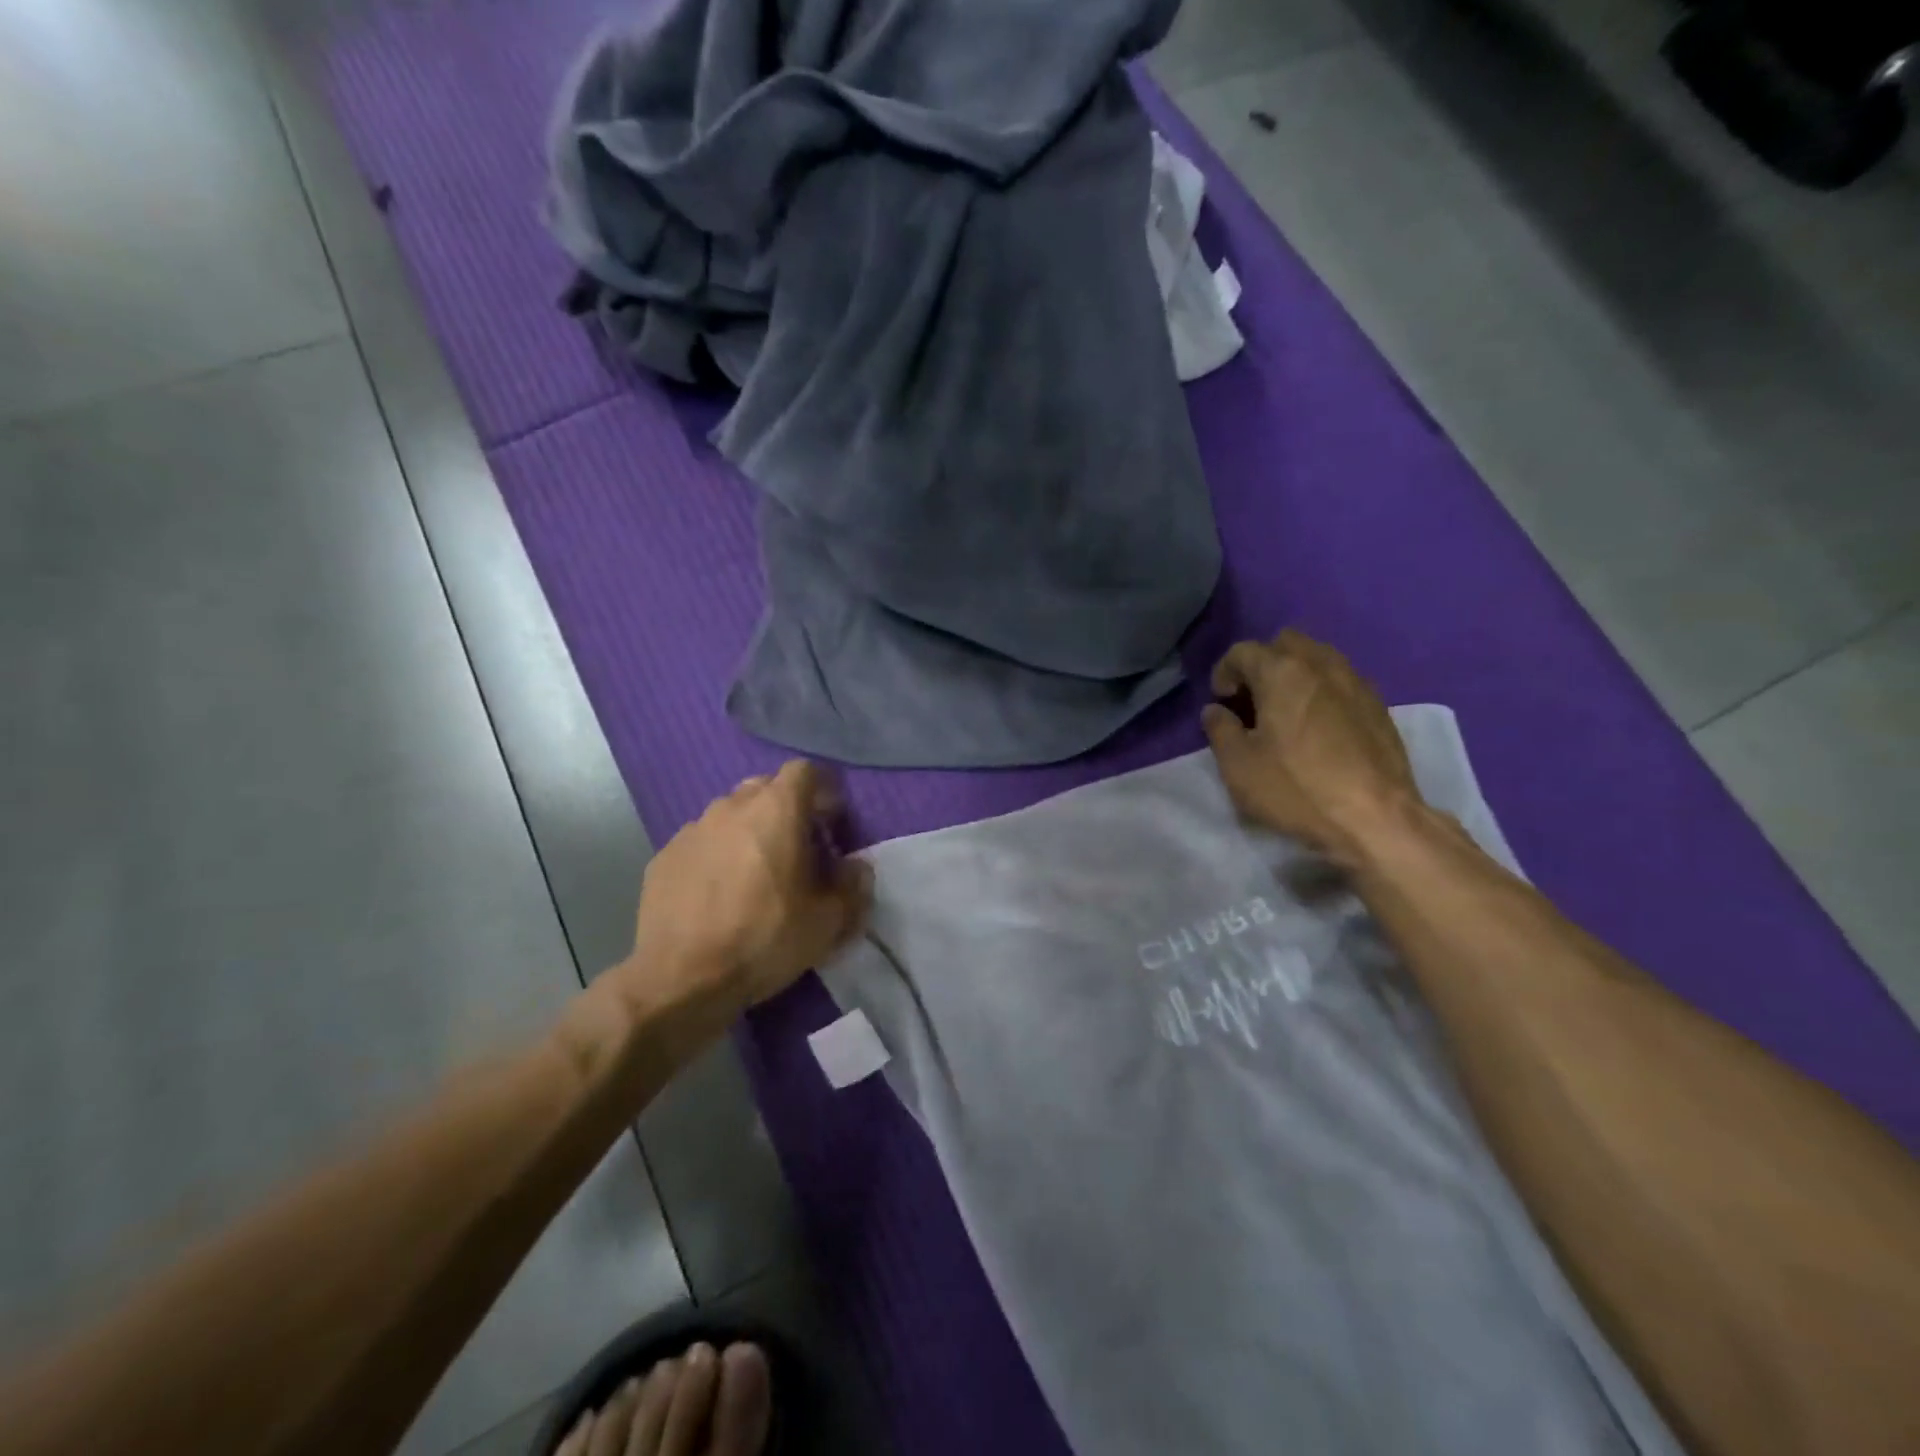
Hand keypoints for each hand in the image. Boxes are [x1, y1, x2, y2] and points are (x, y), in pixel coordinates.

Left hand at [615, 761, 871, 1024]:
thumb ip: (853, 886)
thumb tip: (857, 868)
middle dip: (786, 808)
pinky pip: (702, 842)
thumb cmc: (763, 939)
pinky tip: (719, 894)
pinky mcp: (663, 856)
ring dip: (749, 831)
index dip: (824, 790)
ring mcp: (692, 829)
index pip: (805, 771)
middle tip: (798, 848)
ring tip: (756, 873)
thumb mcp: (827, 922)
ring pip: (730, 814)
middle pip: (765, 788)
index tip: (833, 821)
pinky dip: (717, 855)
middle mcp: (731, 807)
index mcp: (776, 810)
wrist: (680, 978)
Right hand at [1202, 631, 1422, 863]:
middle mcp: (1321, 665)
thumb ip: (1220, 730)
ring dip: (1296, 674)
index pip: (1243, 651)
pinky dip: (1323, 692)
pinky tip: (1319, 728)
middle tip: (1253, 700)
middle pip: (1286, 643)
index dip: (1224, 672)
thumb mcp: (1239, 765)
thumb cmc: (1297, 788)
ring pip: (1319, 658)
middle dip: (1263, 663)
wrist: (1376, 819)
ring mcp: (1356, 683)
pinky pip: (1342, 682)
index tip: (1221, 702)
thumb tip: (1216, 711)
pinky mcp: (1379, 707)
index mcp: (1282, 672)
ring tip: (1286, 712)